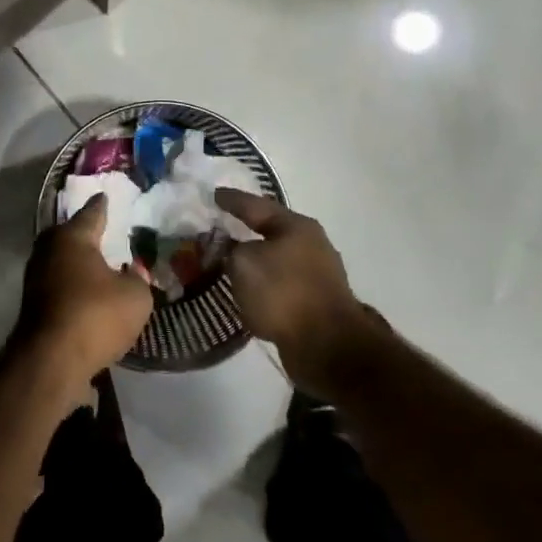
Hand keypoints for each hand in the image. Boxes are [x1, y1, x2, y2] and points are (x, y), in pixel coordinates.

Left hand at [16, 194, 154, 384]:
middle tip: (101, 230)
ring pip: (60, 261)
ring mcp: (36, 278)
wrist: (51, 360)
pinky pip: (58, 285)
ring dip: (77, 263)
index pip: (91, 213)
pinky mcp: (32, 305)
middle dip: (84, 233)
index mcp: (73, 237)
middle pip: (68, 235)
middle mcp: (49, 250)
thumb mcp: (135, 297)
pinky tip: (86, 293)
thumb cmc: (96, 315)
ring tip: (97, 264)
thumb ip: (138, 280)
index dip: (101, 206)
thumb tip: (132, 273)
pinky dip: (72, 286)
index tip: (104, 196)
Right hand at [217, 189, 388, 394]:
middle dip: (246, 227)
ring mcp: (317, 273)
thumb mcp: (244, 263)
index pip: (256, 205)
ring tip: (230, 259)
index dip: (232, 200)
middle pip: (271, 229)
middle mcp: (311, 244)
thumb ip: (229, 249)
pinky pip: (281, 282)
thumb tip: (231, 249)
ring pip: (276, 257)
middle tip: (222, 224)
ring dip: (255, 257)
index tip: (214, 194)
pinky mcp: (316, 301)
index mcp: (296, 226)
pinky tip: (249, 288)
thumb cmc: (283, 293)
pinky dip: (263, 281)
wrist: (327, 346)